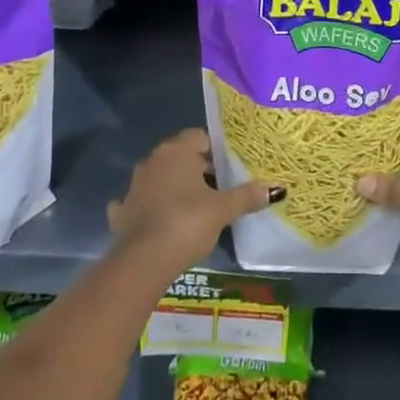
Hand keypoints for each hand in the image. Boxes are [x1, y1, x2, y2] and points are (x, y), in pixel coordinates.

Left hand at [107, 128, 281, 273]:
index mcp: (176, 152)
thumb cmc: (186, 223)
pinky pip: (142, 203)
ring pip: (161, 178)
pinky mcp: (122, 212)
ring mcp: (134, 186)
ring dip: (176, 187)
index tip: (231, 168)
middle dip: (200, 169)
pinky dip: (153, 208)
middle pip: (181, 157)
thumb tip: (276, 188)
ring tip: (198, 206)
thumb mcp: (222, 210)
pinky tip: (162, 221)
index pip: (200, 137)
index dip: (217, 150)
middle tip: (222, 188)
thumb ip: (247, 196)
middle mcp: (152, 161)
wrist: (143, 262)